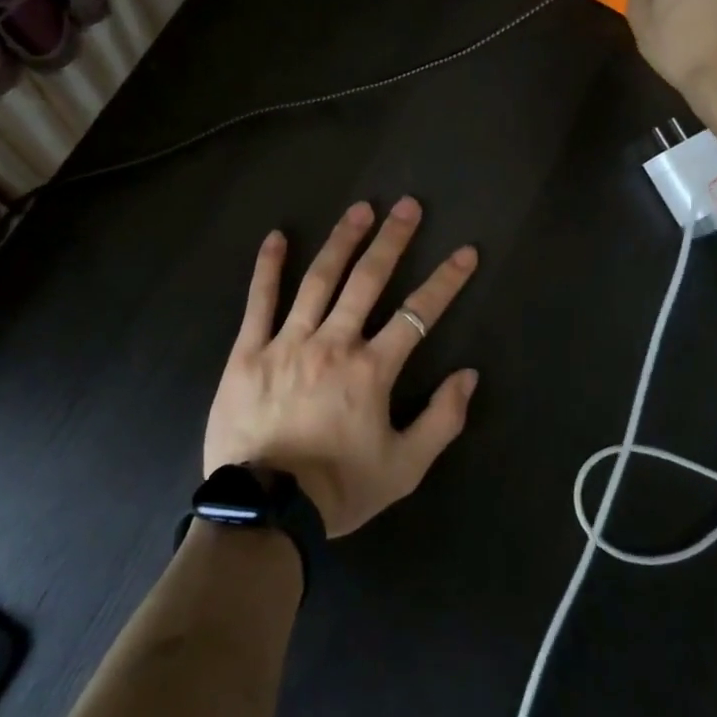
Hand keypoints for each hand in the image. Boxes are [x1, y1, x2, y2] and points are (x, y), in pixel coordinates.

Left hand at [203, 198, 479, 537]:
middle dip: (392, 240)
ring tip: (360, 209)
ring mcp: (288, 342)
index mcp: (372, 370)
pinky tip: (276, 237)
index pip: (418, 315)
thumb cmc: (339, 489)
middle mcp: (333, 343)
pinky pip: (259, 302)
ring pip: (319, 280)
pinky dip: (268, 268)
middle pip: (368, 281)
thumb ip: (441, 421)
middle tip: (407, 205)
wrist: (266, 511)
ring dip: (342, 241)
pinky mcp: (249, 352)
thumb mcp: (404, 468)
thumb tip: (468, 376)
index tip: (465, 251)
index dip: (446, 281)